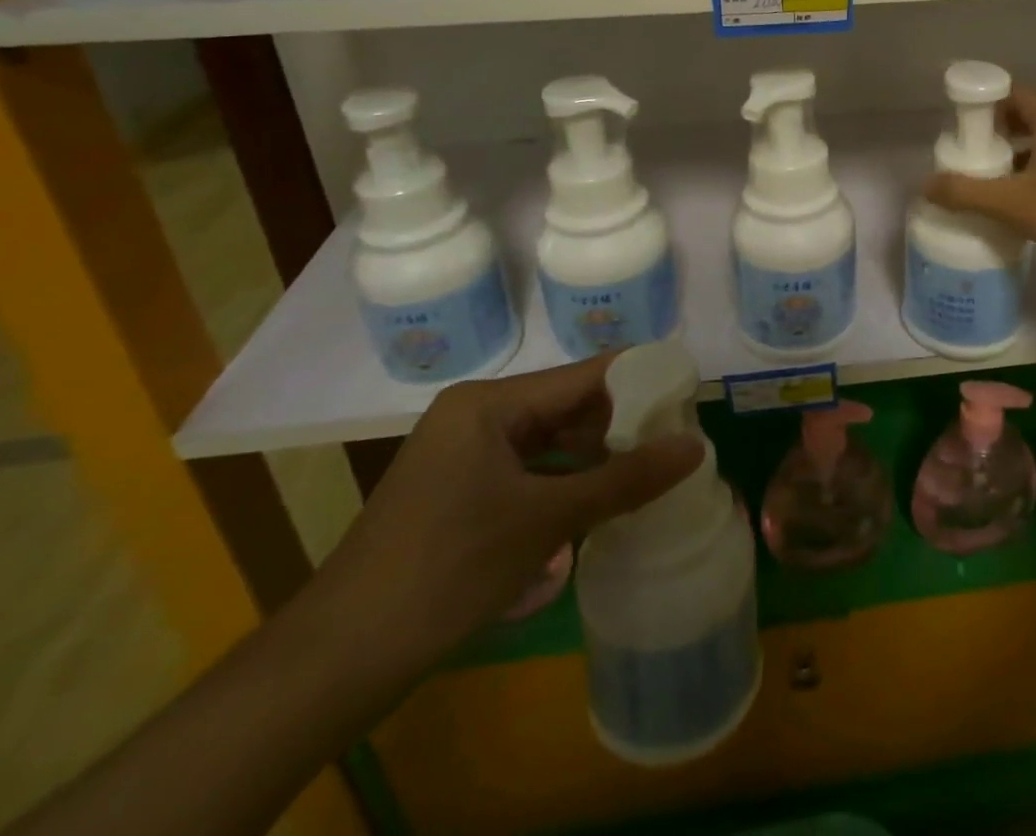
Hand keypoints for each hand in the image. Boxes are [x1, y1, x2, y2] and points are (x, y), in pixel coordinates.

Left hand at [312, 355, 701, 664]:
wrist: (339, 659)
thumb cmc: (449, 568)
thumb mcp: (547, 521)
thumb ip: (625, 479)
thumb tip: (696, 447)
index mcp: (490, 402)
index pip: (584, 375)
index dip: (639, 379)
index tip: (688, 391)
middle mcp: (476, 414)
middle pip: (566, 406)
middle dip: (619, 424)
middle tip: (675, 441)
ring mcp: (462, 453)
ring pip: (547, 440)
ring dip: (593, 458)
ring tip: (645, 473)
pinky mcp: (457, 489)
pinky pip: (525, 470)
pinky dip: (562, 483)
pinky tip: (595, 506)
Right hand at [924, 86, 1035, 298]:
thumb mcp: (1015, 202)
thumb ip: (967, 193)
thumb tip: (925, 185)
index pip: (1013, 93)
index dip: (983, 102)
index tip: (955, 123)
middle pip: (1023, 121)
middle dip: (991, 135)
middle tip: (962, 155)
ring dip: (1009, 162)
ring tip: (978, 183)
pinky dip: (1026, 185)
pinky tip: (1009, 210)